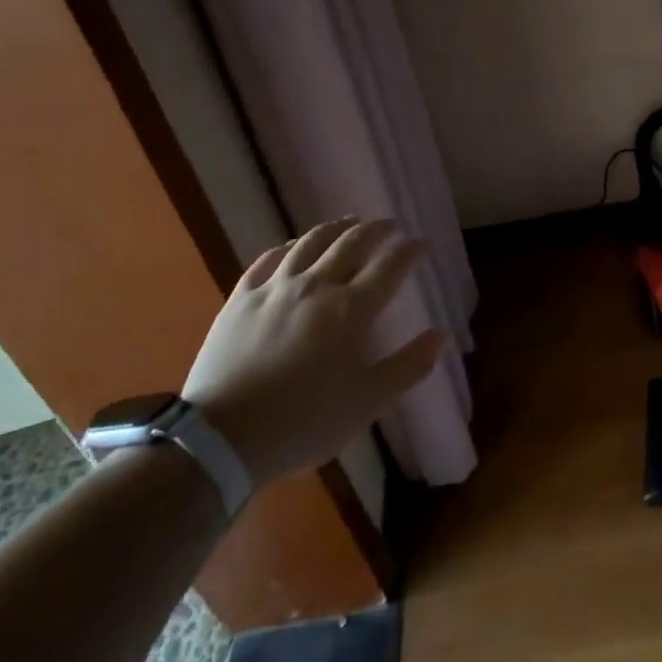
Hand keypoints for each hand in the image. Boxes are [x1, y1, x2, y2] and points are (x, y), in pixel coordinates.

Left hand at [182, 218, 445, 481]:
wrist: (219, 439)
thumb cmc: (302, 423)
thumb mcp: (365, 403)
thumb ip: (407, 367)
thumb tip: (441, 335)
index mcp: (351, 310)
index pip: (389, 267)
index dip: (409, 252)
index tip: (421, 244)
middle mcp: (316, 286)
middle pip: (351, 244)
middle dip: (376, 230)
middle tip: (389, 225)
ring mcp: (275, 288)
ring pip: (310, 242)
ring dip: (335, 228)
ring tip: (348, 222)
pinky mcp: (241, 298)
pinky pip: (268, 259)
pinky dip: (288, 247)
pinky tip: (293, 247)